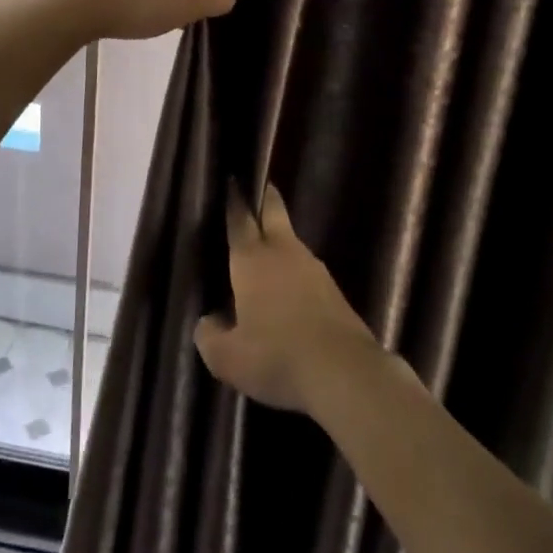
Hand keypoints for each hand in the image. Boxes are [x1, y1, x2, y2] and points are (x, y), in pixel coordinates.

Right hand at [195, 185, 380, 415]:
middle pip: (274, 211)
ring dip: (279, 241)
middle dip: (265, 197)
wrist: (344, 371)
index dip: (234, 198)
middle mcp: (283, 252)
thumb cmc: (276, 356)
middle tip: (256, 190)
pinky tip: (290, 296)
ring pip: (291, 242)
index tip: (232, 180)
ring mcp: (313, 268)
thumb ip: (209, 336)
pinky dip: (295, 274)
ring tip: (266, 256)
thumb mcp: (228, 358)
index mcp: (252, 259)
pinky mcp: (334, 290)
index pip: (240, 218)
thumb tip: (208, 322)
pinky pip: (307, 271)